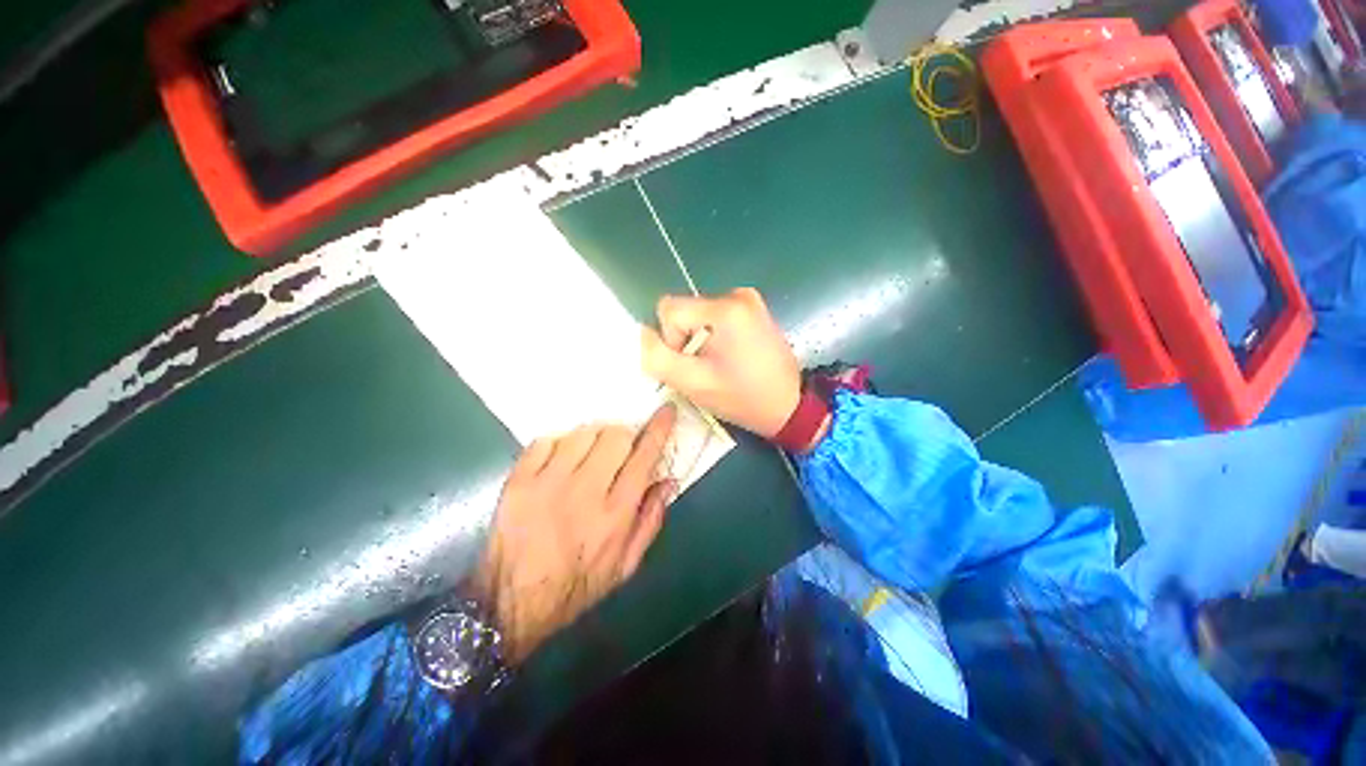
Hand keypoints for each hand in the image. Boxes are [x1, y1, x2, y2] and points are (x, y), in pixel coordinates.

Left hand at [471, 406, 677, 663]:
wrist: (511, 604)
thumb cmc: (576, 585)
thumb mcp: (625, 565)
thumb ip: (651, 519)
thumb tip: (669, 480)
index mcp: (615, 513)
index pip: (645, 456)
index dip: (659, 428)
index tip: (666, 410)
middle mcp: (585, 491)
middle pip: (615, 435)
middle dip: (624, 435)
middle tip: (619, 450)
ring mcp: (548, 482)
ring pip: (582, 433)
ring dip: (593, 439)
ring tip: (588, 457)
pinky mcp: (519, 481)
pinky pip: (546, 440)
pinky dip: (558, 445)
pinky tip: (559, 462)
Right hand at [641, 288, 800, 438]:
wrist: (789, 406)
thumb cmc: (742, 398)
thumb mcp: (694, 383)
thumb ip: (659, 357)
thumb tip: (644, 333)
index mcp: (725, 308)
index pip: (669, 310)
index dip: (670, 339)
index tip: (692, 364)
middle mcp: (738, 294)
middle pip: (685, 311)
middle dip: (686, 340)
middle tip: (707, 368)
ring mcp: (750, 299)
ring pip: (699, 315)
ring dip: (700, 339)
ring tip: (721, 364)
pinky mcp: (754, 308)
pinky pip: (716, 316)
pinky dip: (715, 335)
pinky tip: (731, 356)